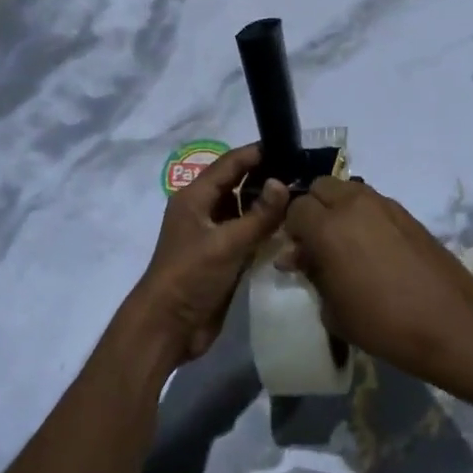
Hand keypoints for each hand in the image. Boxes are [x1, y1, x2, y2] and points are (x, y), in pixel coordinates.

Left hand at [130, 142, 287, 367]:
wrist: (168, 327)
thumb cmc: (191, 276)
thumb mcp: (227, 243)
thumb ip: (258, 215)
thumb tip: (283, 182)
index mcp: (195, 197)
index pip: (229, 164)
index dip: (257, 153)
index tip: (289, 145)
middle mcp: (203, 211)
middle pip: (237, 185)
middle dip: (266, 177)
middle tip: (303, 172)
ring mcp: (212, 235)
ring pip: (243, 210)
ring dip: (267, 205)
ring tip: (303, 197)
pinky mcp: (222, 258)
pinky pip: (247, 235)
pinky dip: (265, 230)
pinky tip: (291, 228)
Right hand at [280, 178, 472, 390]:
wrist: (451, 324)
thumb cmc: (384, 324)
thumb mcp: (334, 310)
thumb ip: (311, 274)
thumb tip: (298, 257)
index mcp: (328, 227)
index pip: (294, 209)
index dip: (292, 230)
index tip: (297, 254)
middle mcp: (354, 204)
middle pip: (320, 187)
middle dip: (313, 209)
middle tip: (317, 242)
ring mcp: (384, 204)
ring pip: (348, 190)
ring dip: (338, 208)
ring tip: (345, 243)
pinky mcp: (406, 213)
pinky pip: (373, 203)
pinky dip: (363, 215)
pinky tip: (372, 248)